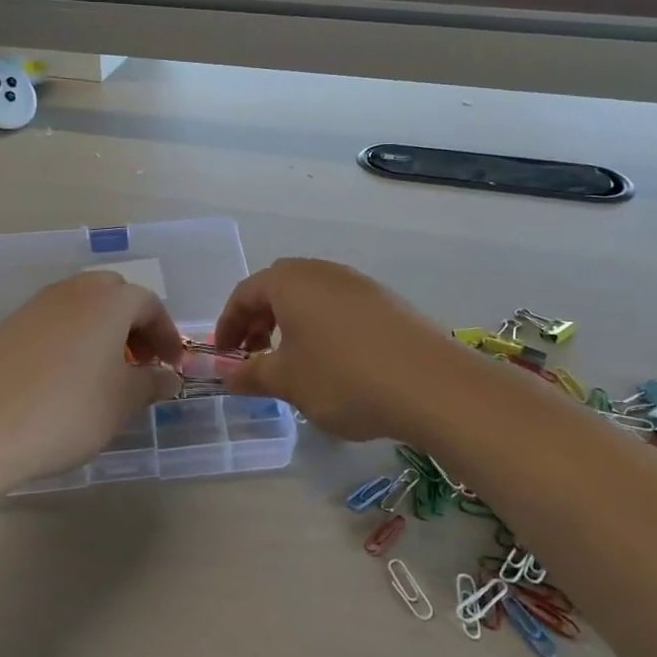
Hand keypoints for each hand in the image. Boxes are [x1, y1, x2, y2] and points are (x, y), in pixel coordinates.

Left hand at [0, 271, 183, 485]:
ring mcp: (35, 307)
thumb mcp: (123, 402)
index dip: (167, 334)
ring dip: (101, 331)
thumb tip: (167, 376)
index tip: (172, 366)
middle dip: (133, 325)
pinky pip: (53, 323)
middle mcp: (72, 292)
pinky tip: (65, 380)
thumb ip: (151, 383)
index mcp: (108, 301)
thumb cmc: (67, 411)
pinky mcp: (7, 328)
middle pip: (113, 295)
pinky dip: (70, 340)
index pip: (149, 304)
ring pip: (80, 307)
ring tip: (104, 374)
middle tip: (139, 362)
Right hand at [214, 259, 455, 441]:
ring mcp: (360, 284)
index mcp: (290, 281)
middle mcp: (323, 272)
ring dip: (293, 325)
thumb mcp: (287, 382)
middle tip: (256, 357)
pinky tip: (335, 364)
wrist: (431, 385)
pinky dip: (324, 329)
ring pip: (312, 298)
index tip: (224, 356)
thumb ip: (250, 374)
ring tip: (295, 364)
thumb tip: (225, 374)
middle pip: (278, 289)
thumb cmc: (343, 378)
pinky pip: (341, 308)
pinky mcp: (388, 302)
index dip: (228, 325)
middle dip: (260, 322)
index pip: (245, 293)